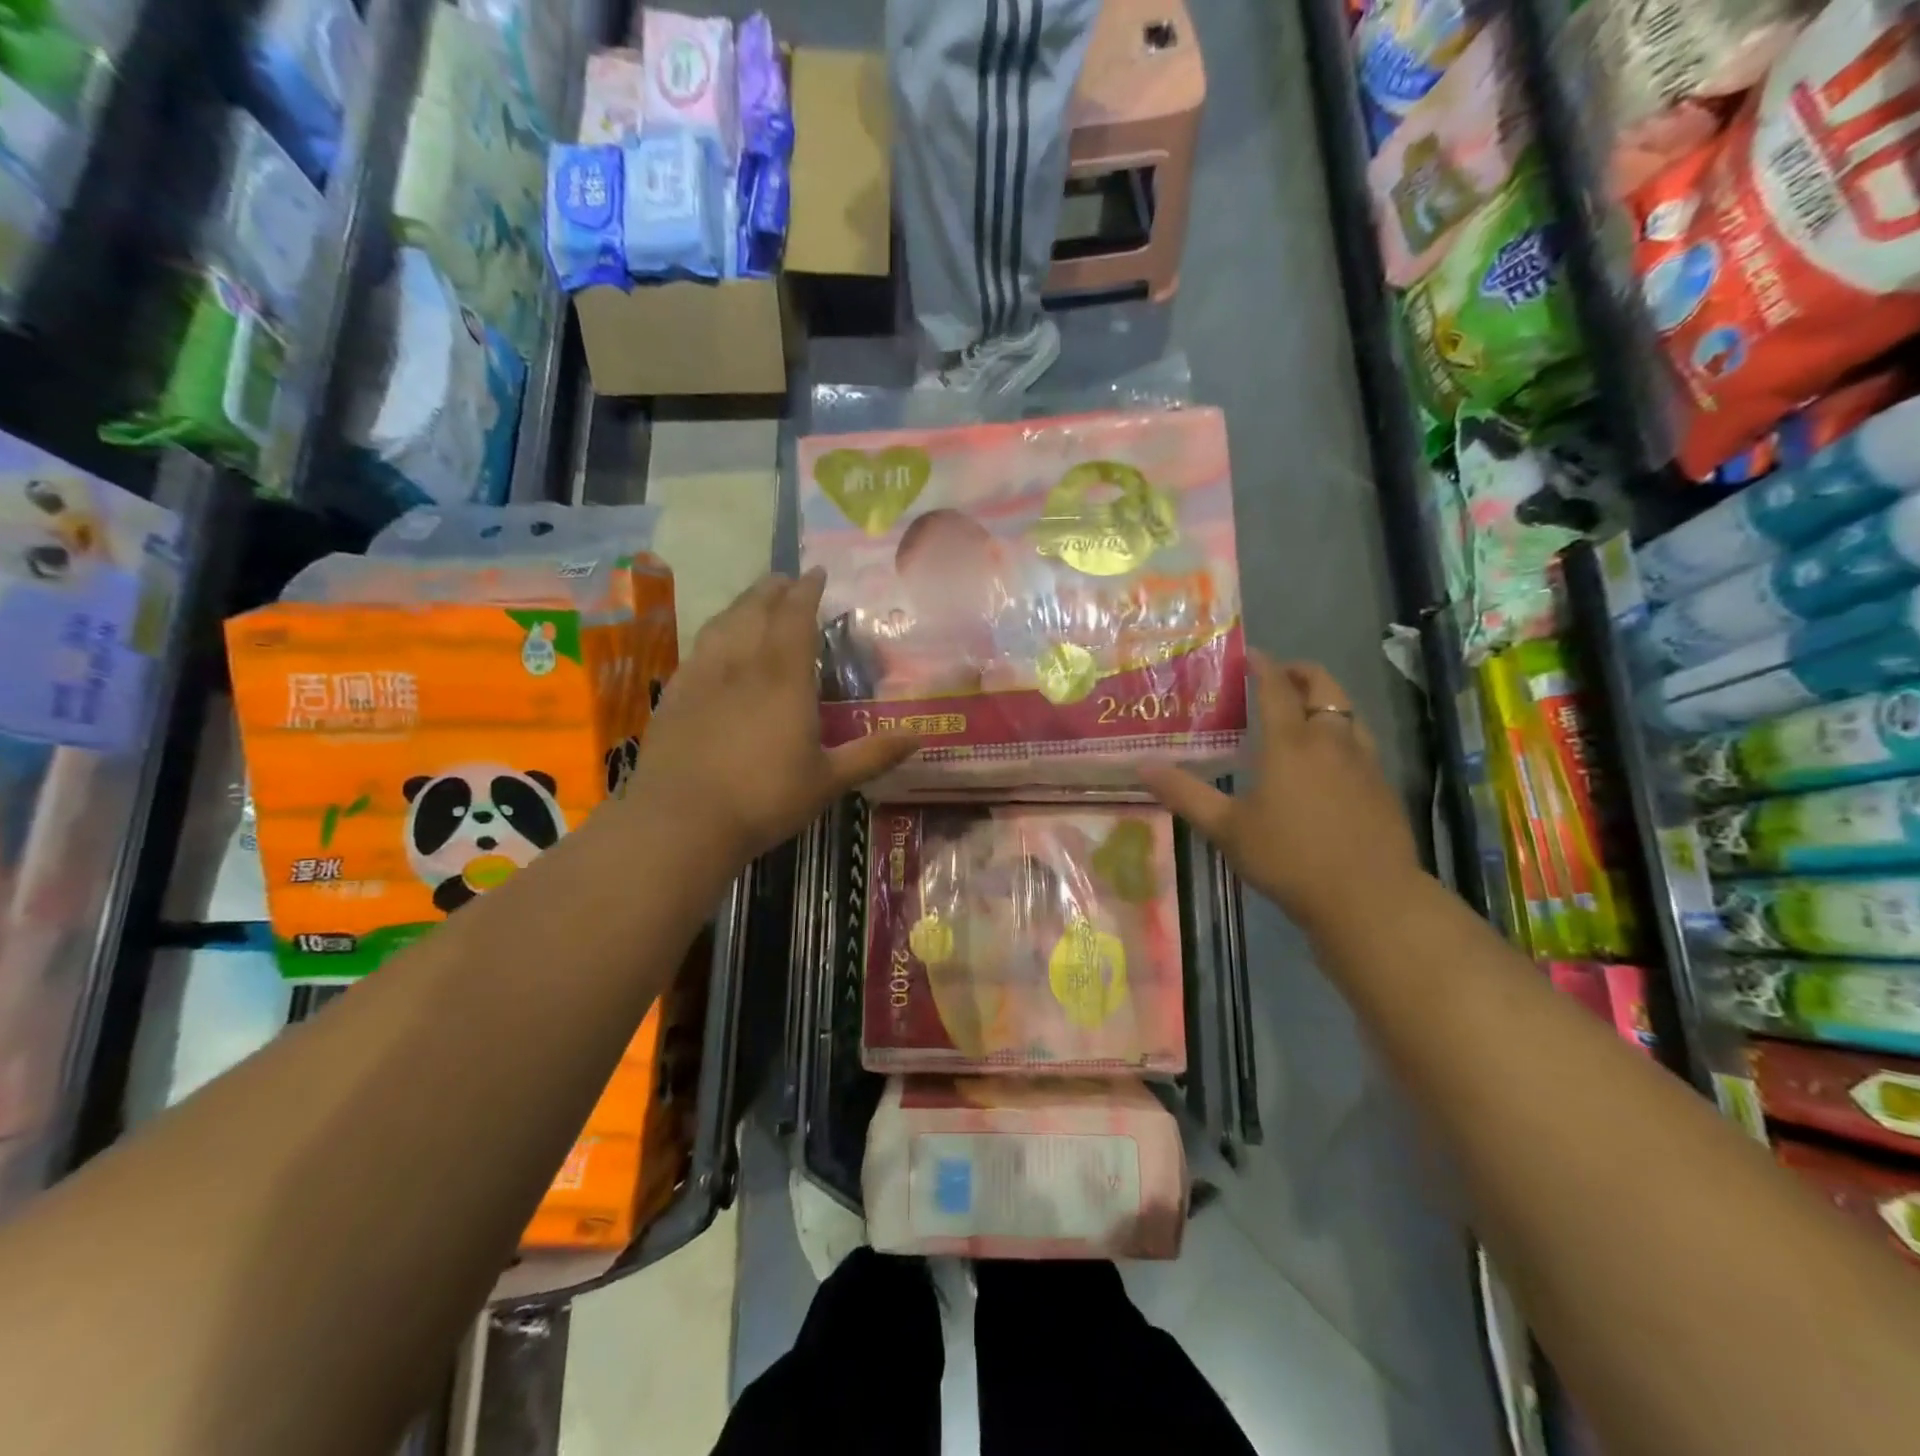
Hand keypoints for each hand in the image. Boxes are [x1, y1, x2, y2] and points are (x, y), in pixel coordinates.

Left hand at [631, 569, 918, 868]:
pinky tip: (715, 643)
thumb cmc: (765, 799)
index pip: (796, 616)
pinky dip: (714, 632)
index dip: (807, 590)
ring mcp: (703, 676)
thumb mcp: (828, 781)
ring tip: (754, 599)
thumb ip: (872, 755)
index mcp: (784, 677)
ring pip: (723, 622)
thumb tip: (918, 738)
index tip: (816, 574)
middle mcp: (743, 664)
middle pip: (756, 609)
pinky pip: (698, 647)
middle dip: (773, 589)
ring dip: (742, 603)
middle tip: (786, 579)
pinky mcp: (676, 694)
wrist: (682, 821)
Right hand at [1141, 653, 1422, 934]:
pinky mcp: (1383, 785)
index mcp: (1290, 744)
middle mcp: (1330, 741)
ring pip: (1348, 712)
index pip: (1276, 688)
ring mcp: (1363, 762)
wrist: (1368, 898)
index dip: (1263, 666)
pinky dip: (1342, 732)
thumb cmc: (1289, 858)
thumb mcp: (1227, 829)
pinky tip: (1330, 760)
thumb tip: (1143, 767)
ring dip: (1325, 700)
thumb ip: (1186, 794)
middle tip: (1279, 675)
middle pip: (1323, 687)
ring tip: (1304, 712)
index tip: (1250, 655)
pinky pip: (1361, 741)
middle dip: (1301, 673)